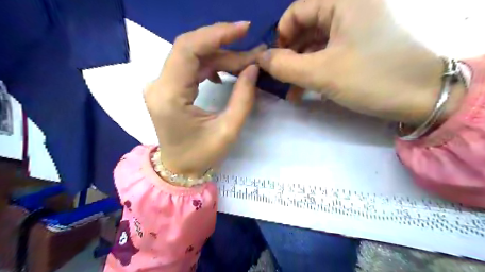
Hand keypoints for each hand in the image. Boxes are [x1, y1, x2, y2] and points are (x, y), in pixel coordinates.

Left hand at [145, 23, 263, 177]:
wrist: (178, 170)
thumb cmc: (201, 156)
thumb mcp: (228, 130)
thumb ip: (243, 98)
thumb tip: (253, 68)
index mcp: (169, 95)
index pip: (188, 49)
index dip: (216, 34)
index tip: (244, 29)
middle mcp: (159, 85)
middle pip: (191, 50)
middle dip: (225, 48)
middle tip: (253, 54)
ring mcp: (161, 85)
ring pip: (192, 57)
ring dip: (220, 57)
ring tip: (245, 63)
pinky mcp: (167, 88)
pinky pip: (189, 67)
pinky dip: (210, 65)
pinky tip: (224, 72)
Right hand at [257, 0, 465, 123]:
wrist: (422, 97)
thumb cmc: (371, 78)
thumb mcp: (321, 73)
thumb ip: (284, 65)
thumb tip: (260, 58)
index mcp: (342, 1)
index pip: (296, 11)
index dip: (280, 37)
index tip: (274, 62)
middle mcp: (349, 8)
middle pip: (305, 29)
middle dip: (289, 56)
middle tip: (280, 80)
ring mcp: (355, 28)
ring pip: (315, 44)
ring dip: (300, 67)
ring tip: (291, 91)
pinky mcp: (359, 46)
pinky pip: (328, 54)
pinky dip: (314, 70)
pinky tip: (306, 90)